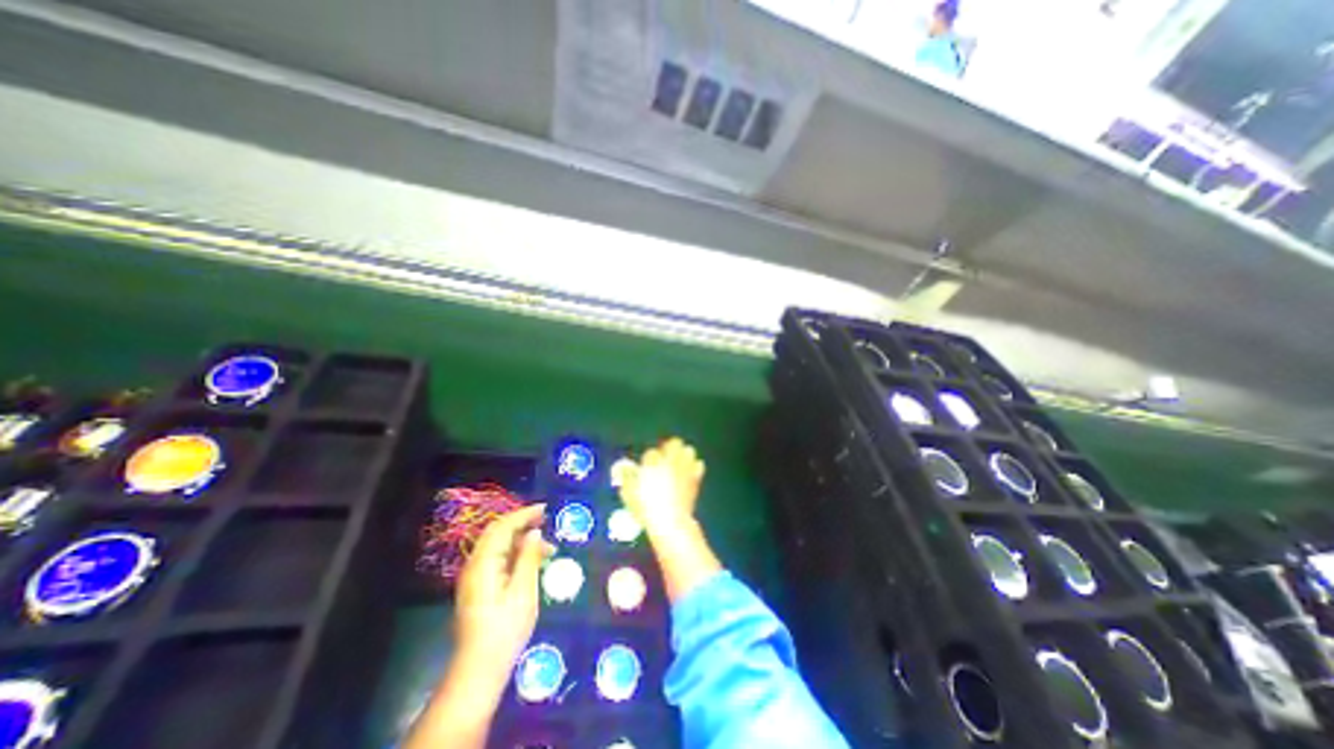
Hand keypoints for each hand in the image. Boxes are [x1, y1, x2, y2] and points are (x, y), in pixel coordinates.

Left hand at [451, 507, 548, 691]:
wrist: (479, 670)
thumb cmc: (505, 629)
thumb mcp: (523, 590)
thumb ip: (528, 557)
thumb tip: (534, 532)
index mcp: (483, 563)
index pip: (503, 527)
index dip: (524, 514)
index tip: (545, 508)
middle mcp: (475, 565)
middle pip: (497, 533)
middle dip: (522, 523)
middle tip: (546, 519)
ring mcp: (475, 577)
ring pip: (498, 546)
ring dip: (521, 540)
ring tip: (548, 547)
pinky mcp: (479, 588)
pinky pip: (498, 559)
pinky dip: (516, 554)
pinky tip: (533, 561)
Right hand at [612, 435, 702, 540]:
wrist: (670, 521)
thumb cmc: (646, 507)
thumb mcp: (629, 493)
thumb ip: (626, 477)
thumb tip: (623, 468)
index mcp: (653, 462)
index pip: (651, 452)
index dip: (648, 459)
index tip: (646, 467)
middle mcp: (671, 461)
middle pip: (674, 442)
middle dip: (670, 447)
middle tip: (665, 457)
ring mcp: (685, 468)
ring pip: (688, 450)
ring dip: (683, 455)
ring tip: (678, 463)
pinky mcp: (695, 478)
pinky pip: (698, 465)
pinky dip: (694, 467)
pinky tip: (688, 474)